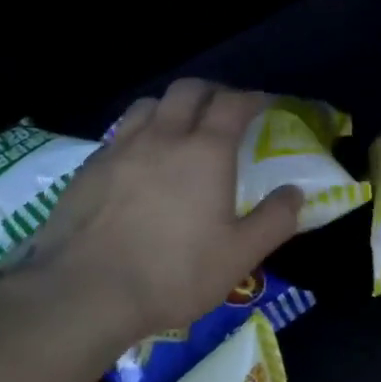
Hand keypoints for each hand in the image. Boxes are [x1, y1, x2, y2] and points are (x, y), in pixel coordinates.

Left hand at [21, 79, 302, 339]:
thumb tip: (295, 192)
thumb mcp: (239, 257)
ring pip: (149, 104)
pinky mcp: (89, 167)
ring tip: (179, 128)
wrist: (85, 292)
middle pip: (189, 90)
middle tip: (223, 110)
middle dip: (212, 92)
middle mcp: (163, 136)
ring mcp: (120, 148)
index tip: (264, 104)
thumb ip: (274, 220)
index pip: (233, 103)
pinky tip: (138, 161)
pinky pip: (120, 133)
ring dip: (171, 106)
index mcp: (205, 151)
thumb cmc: (173, 274)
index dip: (252, 98)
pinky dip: (138, 133)